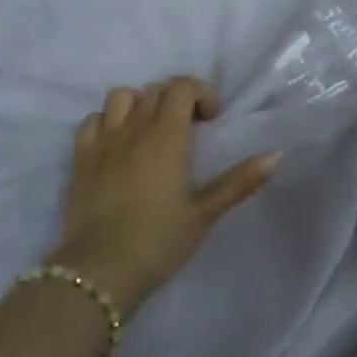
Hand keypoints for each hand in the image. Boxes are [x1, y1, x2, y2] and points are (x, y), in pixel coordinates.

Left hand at [53, 77, 279, 311]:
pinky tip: (118, 143)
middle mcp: (134, 129)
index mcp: (167, 137)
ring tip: (152, 129)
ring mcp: (103, 141)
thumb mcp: (205, 213)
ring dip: (141, 103)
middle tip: (190, 127)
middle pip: (155, 89)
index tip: (213, 119)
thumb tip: (276, 155)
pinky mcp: (80, 158)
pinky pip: (92, 120)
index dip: (202, 92)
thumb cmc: (160, 241)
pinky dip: (108, 121)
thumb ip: (240, 181)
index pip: (182, 87)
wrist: (101, 269)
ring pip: (121, 97)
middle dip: (177, 98)